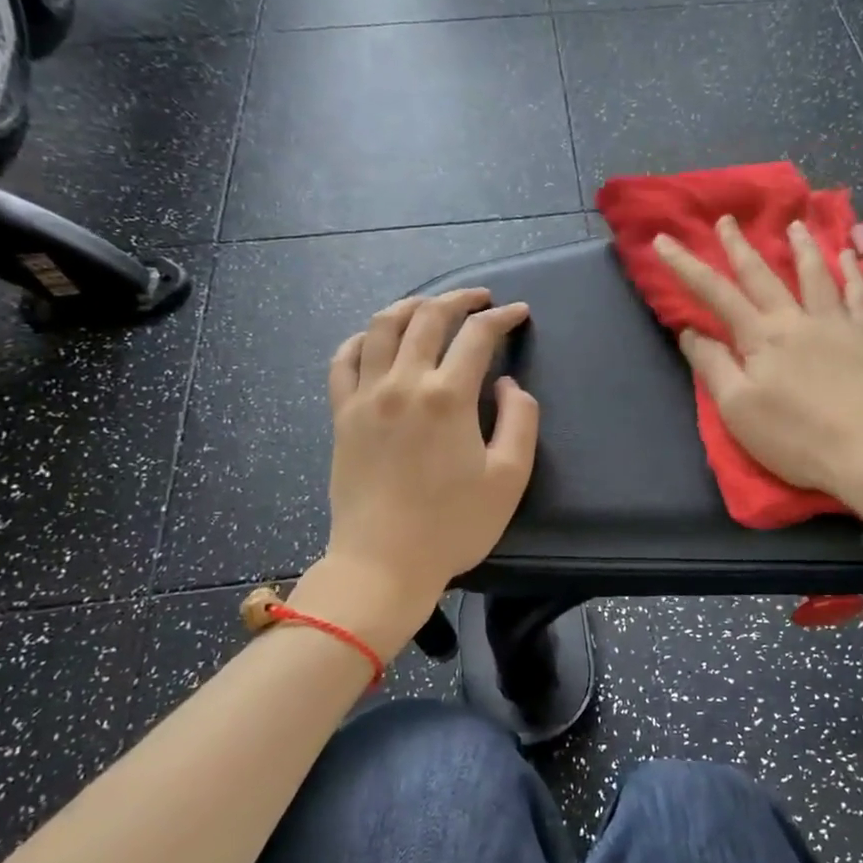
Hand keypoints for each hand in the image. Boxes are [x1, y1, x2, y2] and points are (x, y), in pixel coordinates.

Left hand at [312, 289, 537, 616]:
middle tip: (480, 299)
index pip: (477, 336)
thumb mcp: (509, 478)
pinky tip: (376, 340)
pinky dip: (362, 339)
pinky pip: (344, 360)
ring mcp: (365, 397)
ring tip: (430, 306)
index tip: (519, 313)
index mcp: (448, 398)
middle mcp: (403, 384)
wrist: (383, 564)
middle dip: (459, 299)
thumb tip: (508, 385)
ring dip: (410, 306)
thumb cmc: (453, 526)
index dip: (502, 318)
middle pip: (428, 318)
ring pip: (382, 328)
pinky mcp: (342, 415)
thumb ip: (520, 422)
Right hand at [654, 216, 862, 528]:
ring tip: (795, 224)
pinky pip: (861, 295)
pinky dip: (855, 272)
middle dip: (739, 246)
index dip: (686, 266)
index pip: (716, 294)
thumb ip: (713, 367)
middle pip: (764, 275)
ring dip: (802, 247)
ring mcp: (838, 324)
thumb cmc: (797, 439)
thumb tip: (691, 331)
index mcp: (761, 338)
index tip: (664, 240)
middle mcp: (797, 320)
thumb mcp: (739, 411)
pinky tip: (852, 255)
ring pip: (816, 274)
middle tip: (726, 219)